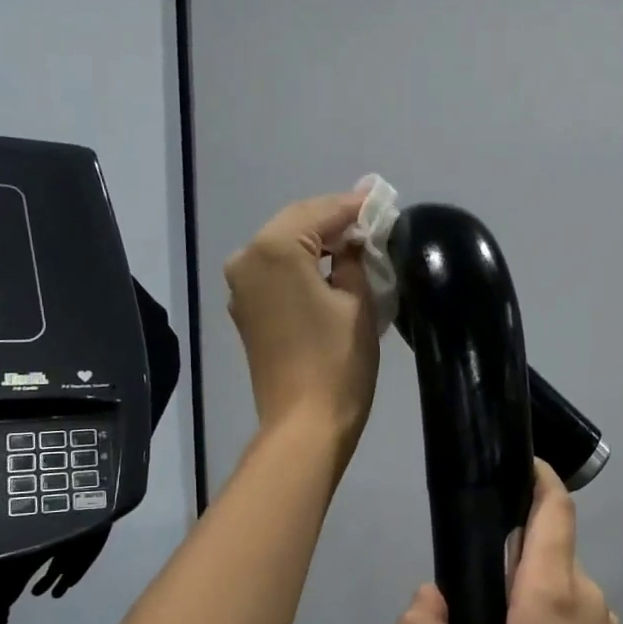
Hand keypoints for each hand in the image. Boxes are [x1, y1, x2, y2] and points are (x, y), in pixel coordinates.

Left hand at [225, 192, 379, 465]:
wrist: (304, 423)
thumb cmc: (338, 362)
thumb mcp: (357, 302)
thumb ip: (354, 258)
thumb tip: (354, 239)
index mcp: (275, 249)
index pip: (321, 212)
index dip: (354, 207)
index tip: (381, 200)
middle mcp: (247, 258)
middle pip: (296, 224)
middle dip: (334, 222)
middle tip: (371, 220)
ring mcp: (241, 286)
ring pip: (284, 248)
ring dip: (317, 244)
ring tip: (355, 245)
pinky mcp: (246, 310)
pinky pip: (276, 273)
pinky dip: (302, 266)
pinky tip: (329, 270)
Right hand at [394, 462, 622, 623]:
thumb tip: (427, 595)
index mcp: (553, 592)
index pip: (554, 509)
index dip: (539, 477)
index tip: (514, 464)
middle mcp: (588, 597)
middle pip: (547, 550)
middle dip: (507, 554)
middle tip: (464, 596)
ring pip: (557, 588)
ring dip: (522, 596)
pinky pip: (570, 618)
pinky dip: (541, 622)